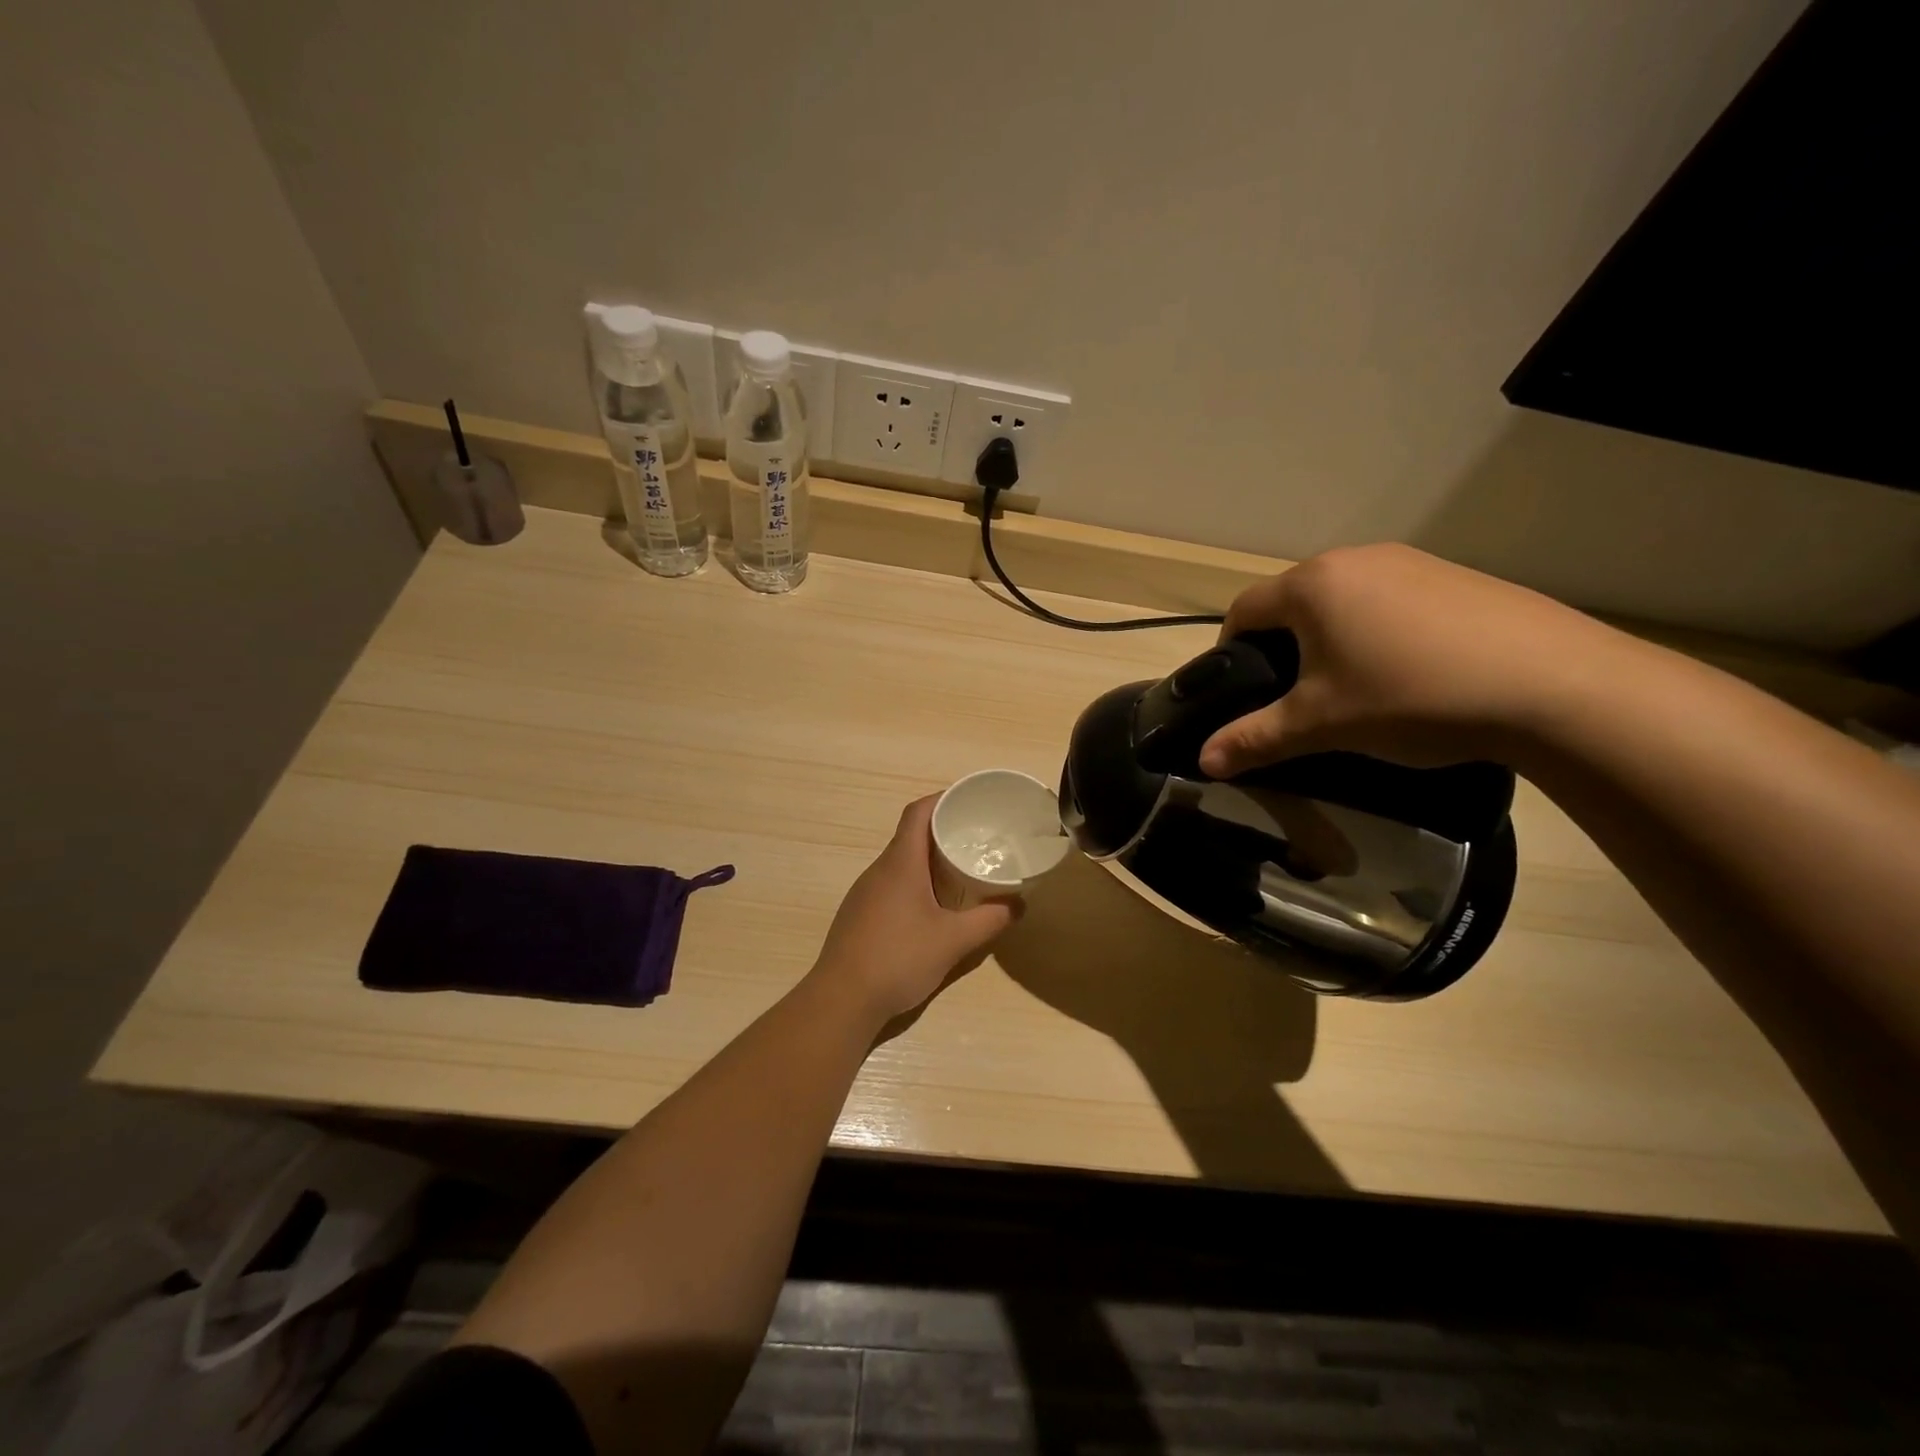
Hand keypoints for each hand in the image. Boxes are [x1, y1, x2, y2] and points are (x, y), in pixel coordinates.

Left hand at [813, 796, 1017, 1021]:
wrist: (841, 1000)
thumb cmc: (898, 959)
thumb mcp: (953, 941)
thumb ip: (989, 921)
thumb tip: (1019, 905)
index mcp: (900, 863)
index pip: (918, 812)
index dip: (942, 799)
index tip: (970, 802)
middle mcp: (879, 870)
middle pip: (910, 836)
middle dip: (943, 832)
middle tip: (977, 840)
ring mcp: (865, 893)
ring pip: (901, 863)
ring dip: (929, 861)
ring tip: (961, 872)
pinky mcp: (859, 915)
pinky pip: (891, 885)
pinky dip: (915, 884)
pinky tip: (932, 908)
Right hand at [1199, 544, 1633, 777]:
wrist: (1553, 685)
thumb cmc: (1409, 697)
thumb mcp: (1321, 725)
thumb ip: (1255, 739)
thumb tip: (1204, 762)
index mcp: (1312, 585)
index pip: (1244, 609)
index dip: (1229, 649)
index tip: (1237, 689)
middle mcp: (1356, 559)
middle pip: (1294, 601)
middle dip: (1282, 646)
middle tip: (1295, 696)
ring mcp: (1413, 562)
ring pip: (1345, 600)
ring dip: (1332, 638)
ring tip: (1354, 687)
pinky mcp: (1457, 577)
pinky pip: (1393, 601)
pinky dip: (1381, 632)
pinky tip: (1410, 672)